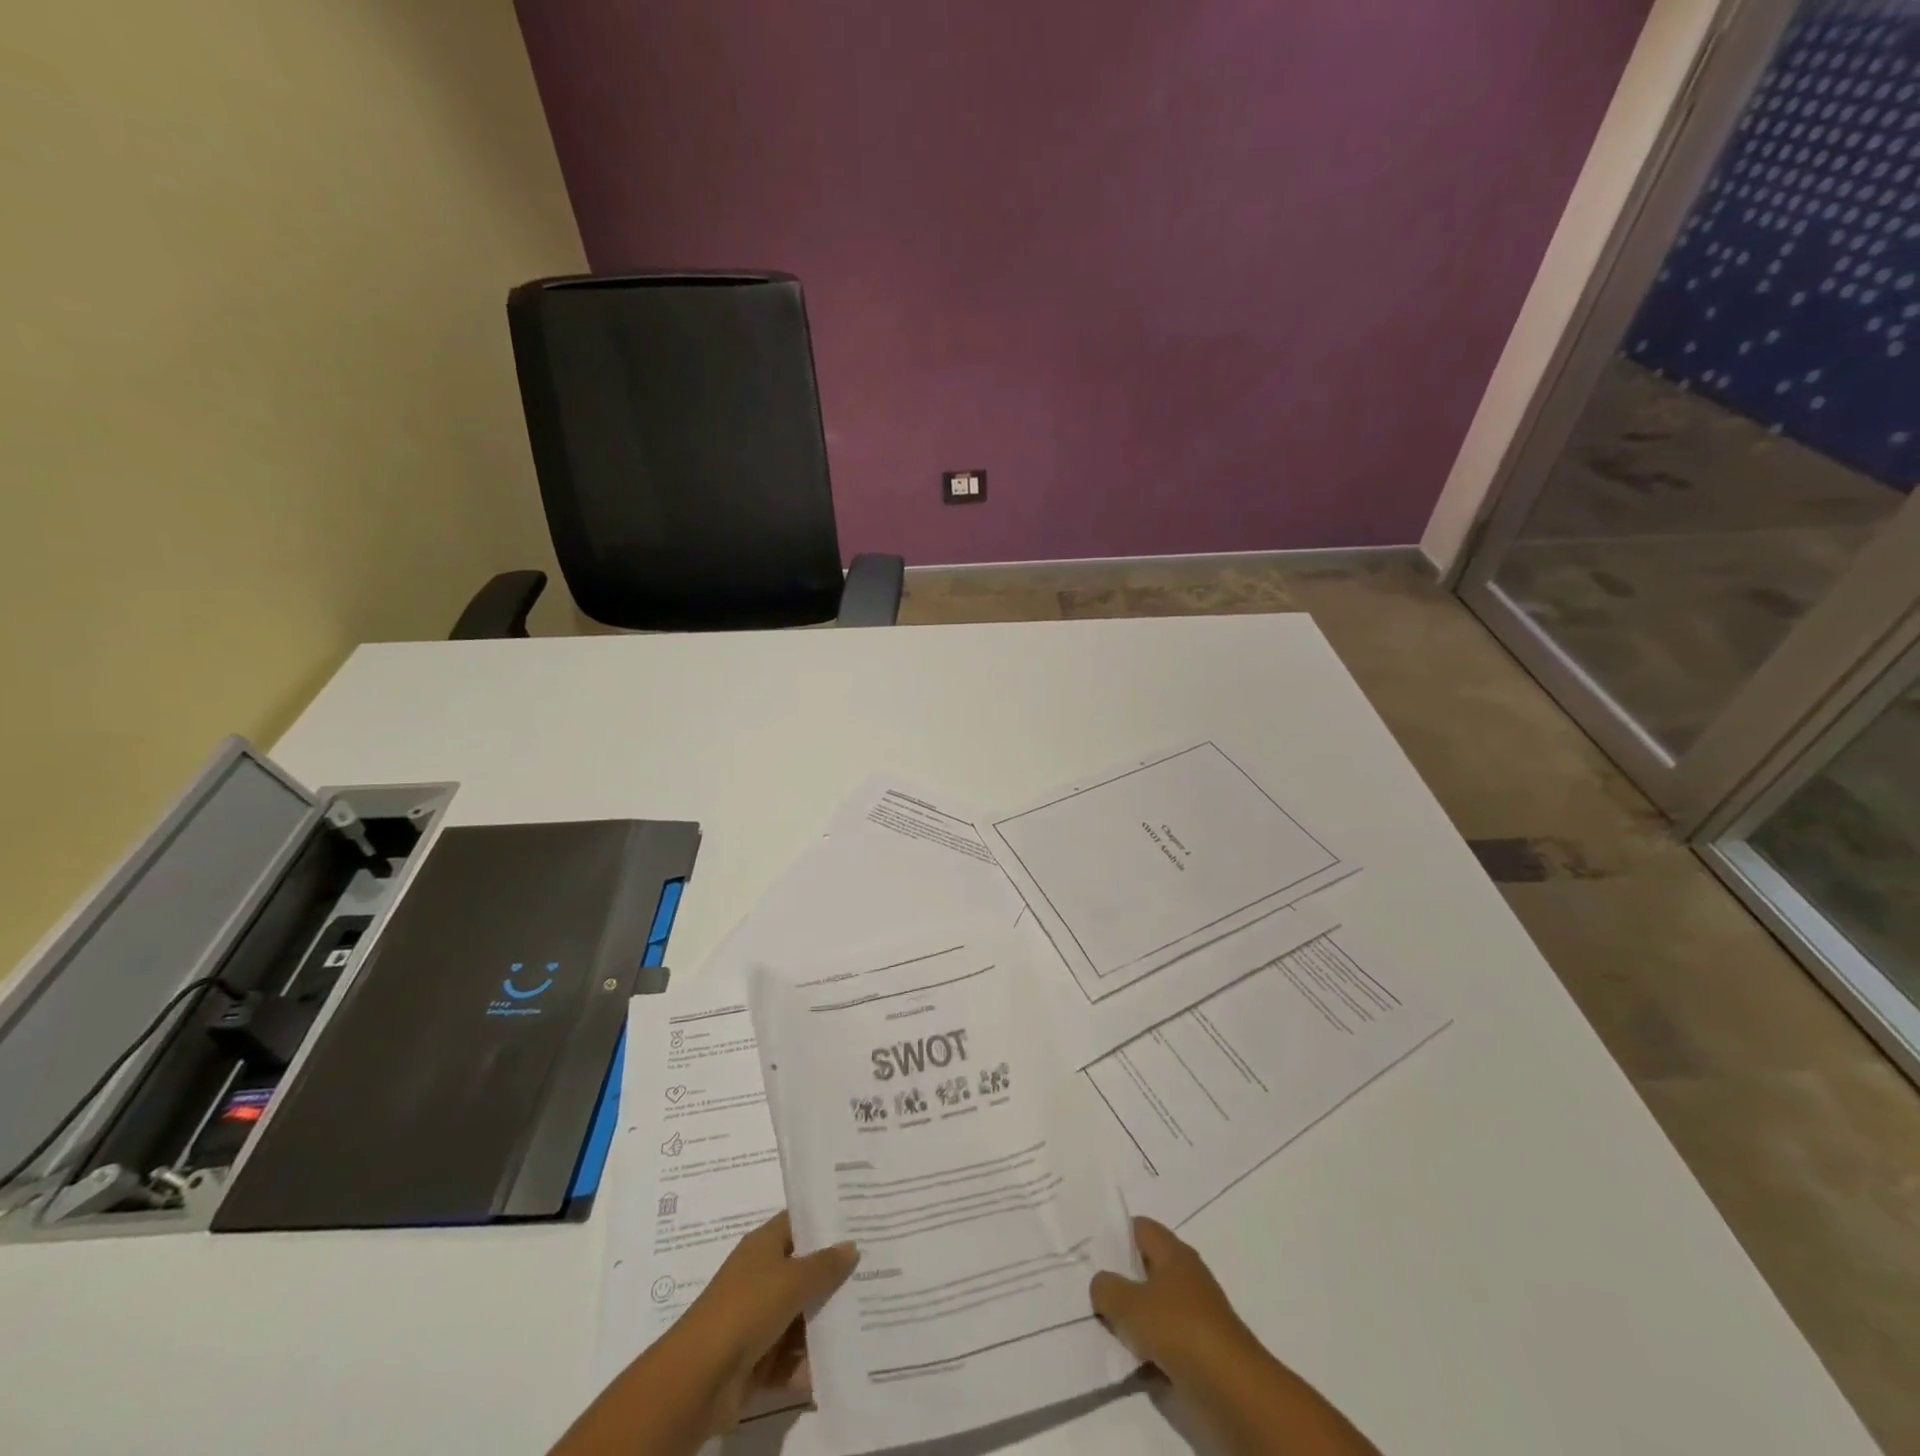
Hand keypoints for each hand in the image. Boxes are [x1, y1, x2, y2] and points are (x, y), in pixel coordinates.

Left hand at [679, 1211, 858, 1430]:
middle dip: (834, 1278)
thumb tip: (851, 1245)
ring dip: (825, 1324)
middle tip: (875, 1274)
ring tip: (866, 1323)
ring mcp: (758, 1319)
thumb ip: (825, 1265)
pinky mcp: (756, 1360)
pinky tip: (841, 1364)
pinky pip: (790, 1357)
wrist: (699, 1379)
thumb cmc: (747, 1309)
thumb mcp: (793, 1280)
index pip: (799, 1223)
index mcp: (764, 1245)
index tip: (860, 1223)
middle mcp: (761, 1276)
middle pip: (804, 1271)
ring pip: (800, 1316)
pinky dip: (809, 1363)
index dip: (827, 1222)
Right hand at [1090, 1216, 1258, 1379]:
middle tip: (1091, 1290)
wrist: (1233, 1390)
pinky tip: (1129, 1358)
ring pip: (1153, 1306)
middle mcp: (1185, 1276)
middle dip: (1120, 1279)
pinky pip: (1164, 1339)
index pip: (1140, 1228)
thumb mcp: (1130, 1305)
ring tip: (1103, 1326)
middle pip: (1145, 1268)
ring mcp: (1194, 1313)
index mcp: (1173, 1252)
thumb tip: (1101, 1284)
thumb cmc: (1179, 1330)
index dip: (1115, 1236)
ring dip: (1133, 1318)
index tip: (1091, 1252)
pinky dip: (1148, 1347)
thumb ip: (1107, 1289)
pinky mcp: (1199, 1349)